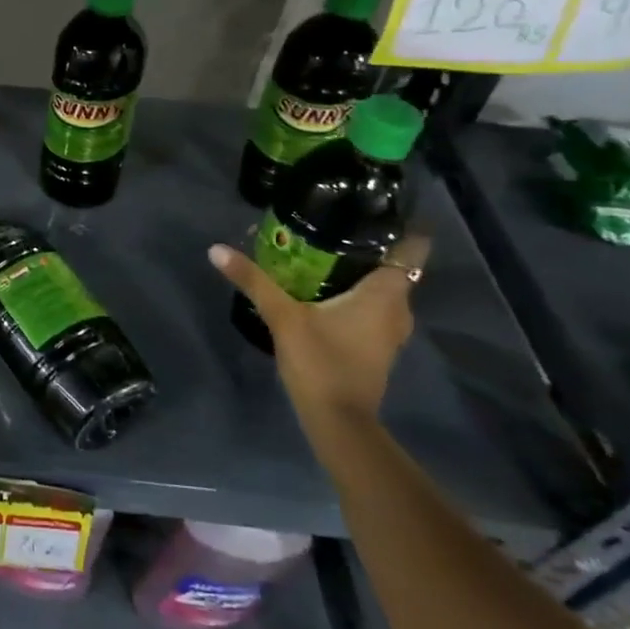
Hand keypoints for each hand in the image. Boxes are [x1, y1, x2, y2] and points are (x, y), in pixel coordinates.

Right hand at [207, 234, 429, 419]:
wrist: (338, 421)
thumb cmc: (321, 362)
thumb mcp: (283, 317)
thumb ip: (253, 281)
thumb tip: (216, 249)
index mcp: (386, 294)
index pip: (412, 248)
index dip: (399, 225)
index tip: (373, 207)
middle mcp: (398, 309)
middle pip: (392, 266)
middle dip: (367, 246)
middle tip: (332, 225)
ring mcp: (390, 331)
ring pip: (382, 289)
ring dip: (359, 273)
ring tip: (323, 253)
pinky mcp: (376, 347)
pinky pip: (372, 308)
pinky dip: (355, 295)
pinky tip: (324, 290)